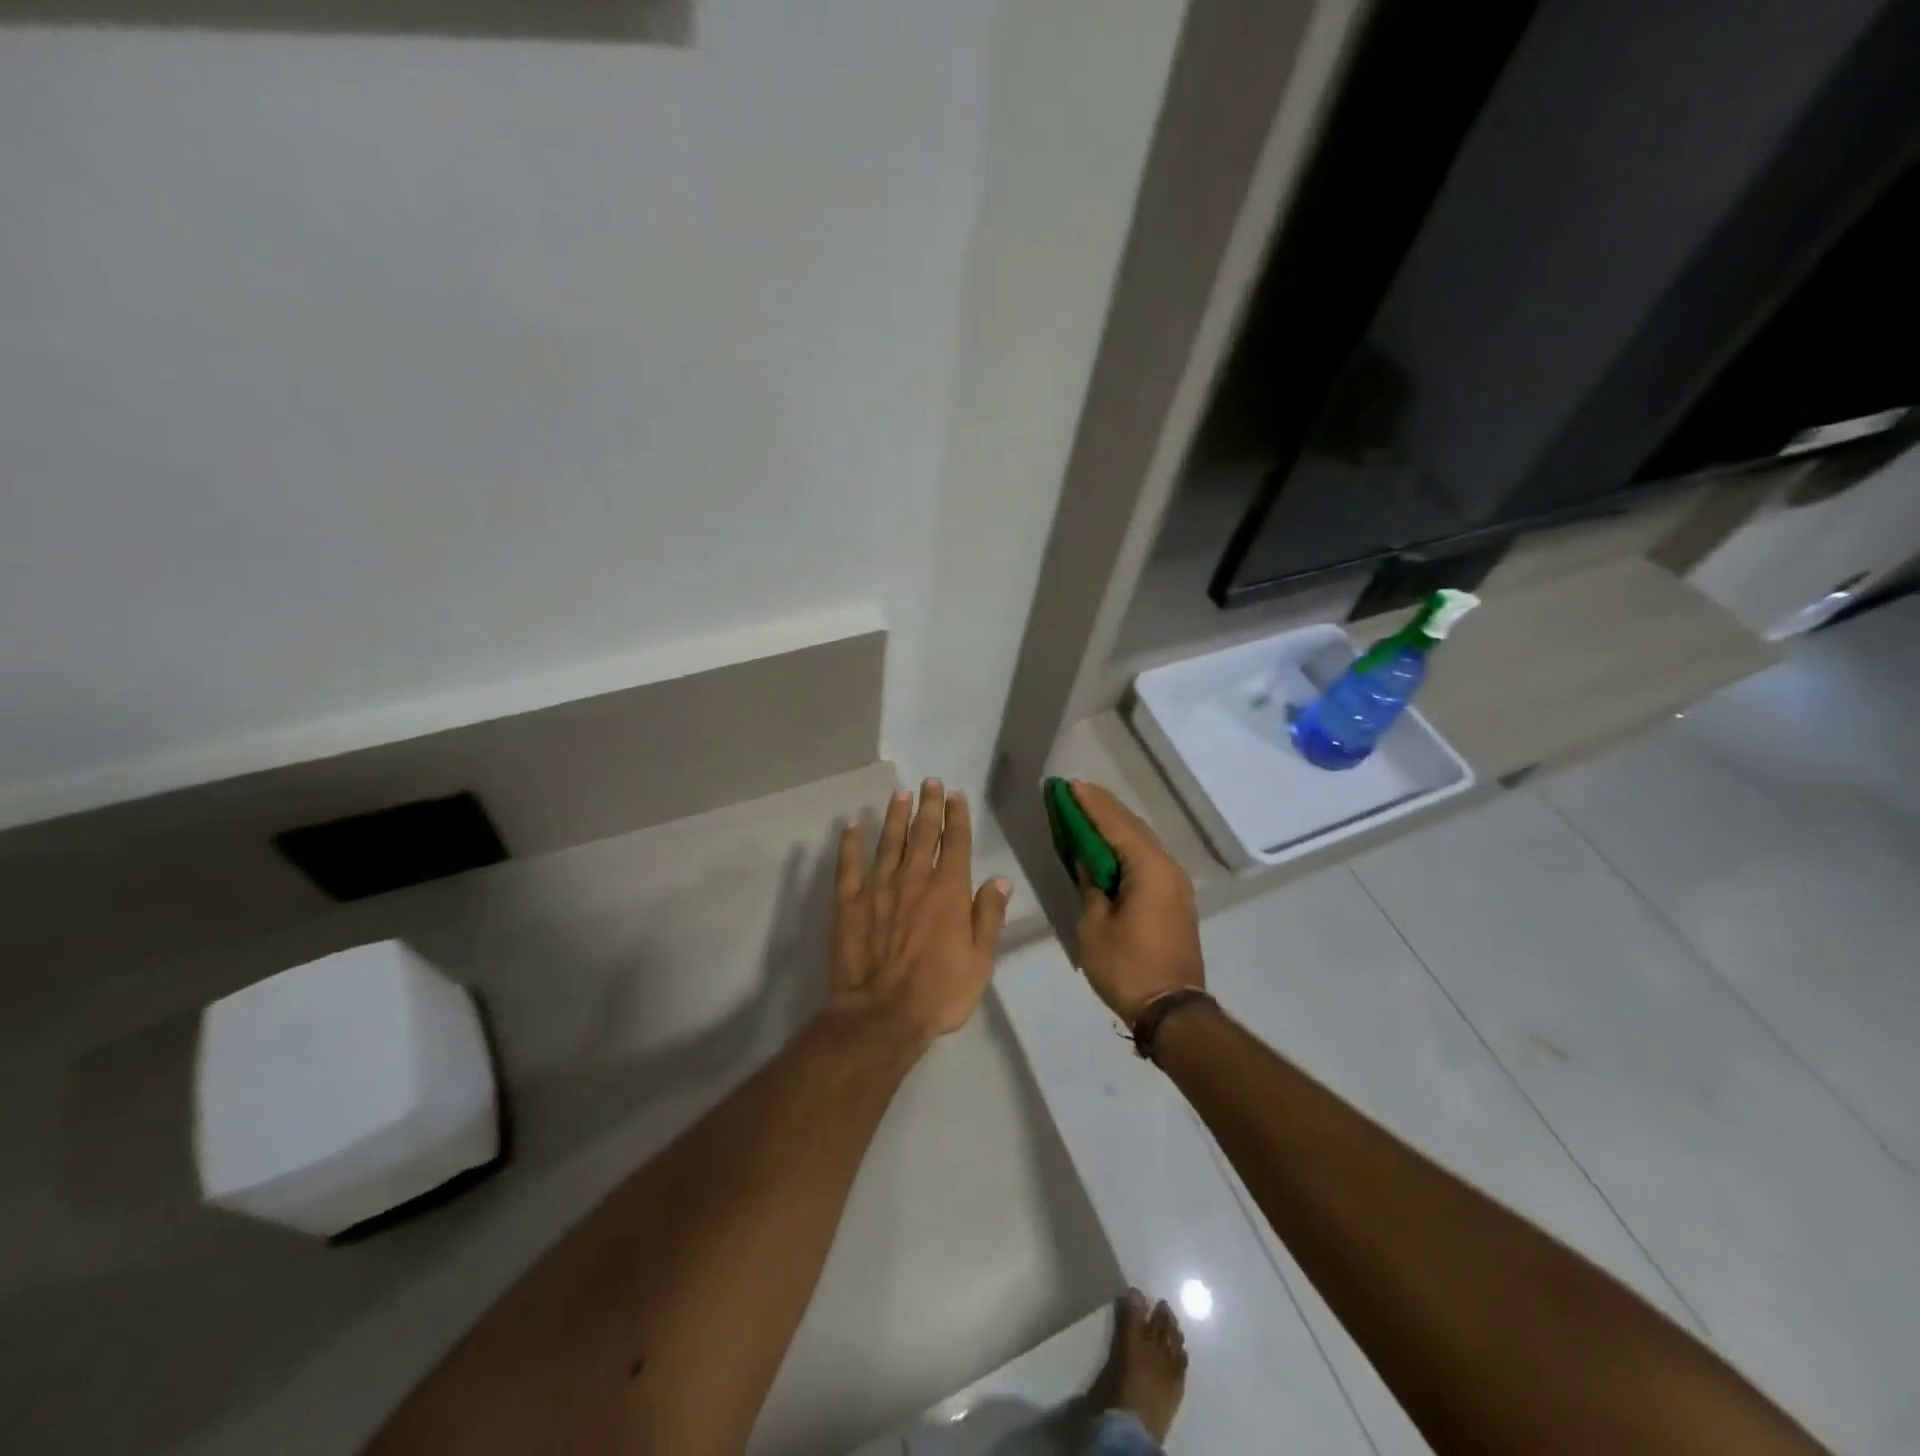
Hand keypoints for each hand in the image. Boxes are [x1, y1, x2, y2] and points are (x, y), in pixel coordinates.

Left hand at [828, 779, 1012, 1049]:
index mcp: (948, 891)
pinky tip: (853, 825)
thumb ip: (988, 916)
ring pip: (888, 841)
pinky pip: (849, 864)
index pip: (955, 843)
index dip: (957, 817)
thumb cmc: (939, 993)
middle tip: (930, 782)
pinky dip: (851, 843)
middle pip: (922, 833)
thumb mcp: (980, 961)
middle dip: (928, 805)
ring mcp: (878, 887)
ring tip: (900, 794)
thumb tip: (999, 880)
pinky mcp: (848, 902)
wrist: (881, 1015)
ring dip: (895, 816)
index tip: (956, 795)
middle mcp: (913, 879)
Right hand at [1070, 780, 1204, 1023]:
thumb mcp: (1094, 926)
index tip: (1070, 785)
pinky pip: (1148, 859)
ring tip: (1089, 811)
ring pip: (1143, 842)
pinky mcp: (1174, 899)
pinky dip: (1127, 846)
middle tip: (1076, 792)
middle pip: (1132, 827)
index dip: (1090, 804)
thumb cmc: (1127, 967)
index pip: (1115, 825)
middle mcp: (1167, 868)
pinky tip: (1110, 845)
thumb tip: (1088, 861)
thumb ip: (1090, 885)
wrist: (1172, 1011)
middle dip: (1104, 808)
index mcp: (1149, 869)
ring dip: (1116, 825)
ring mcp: (1175, 884)